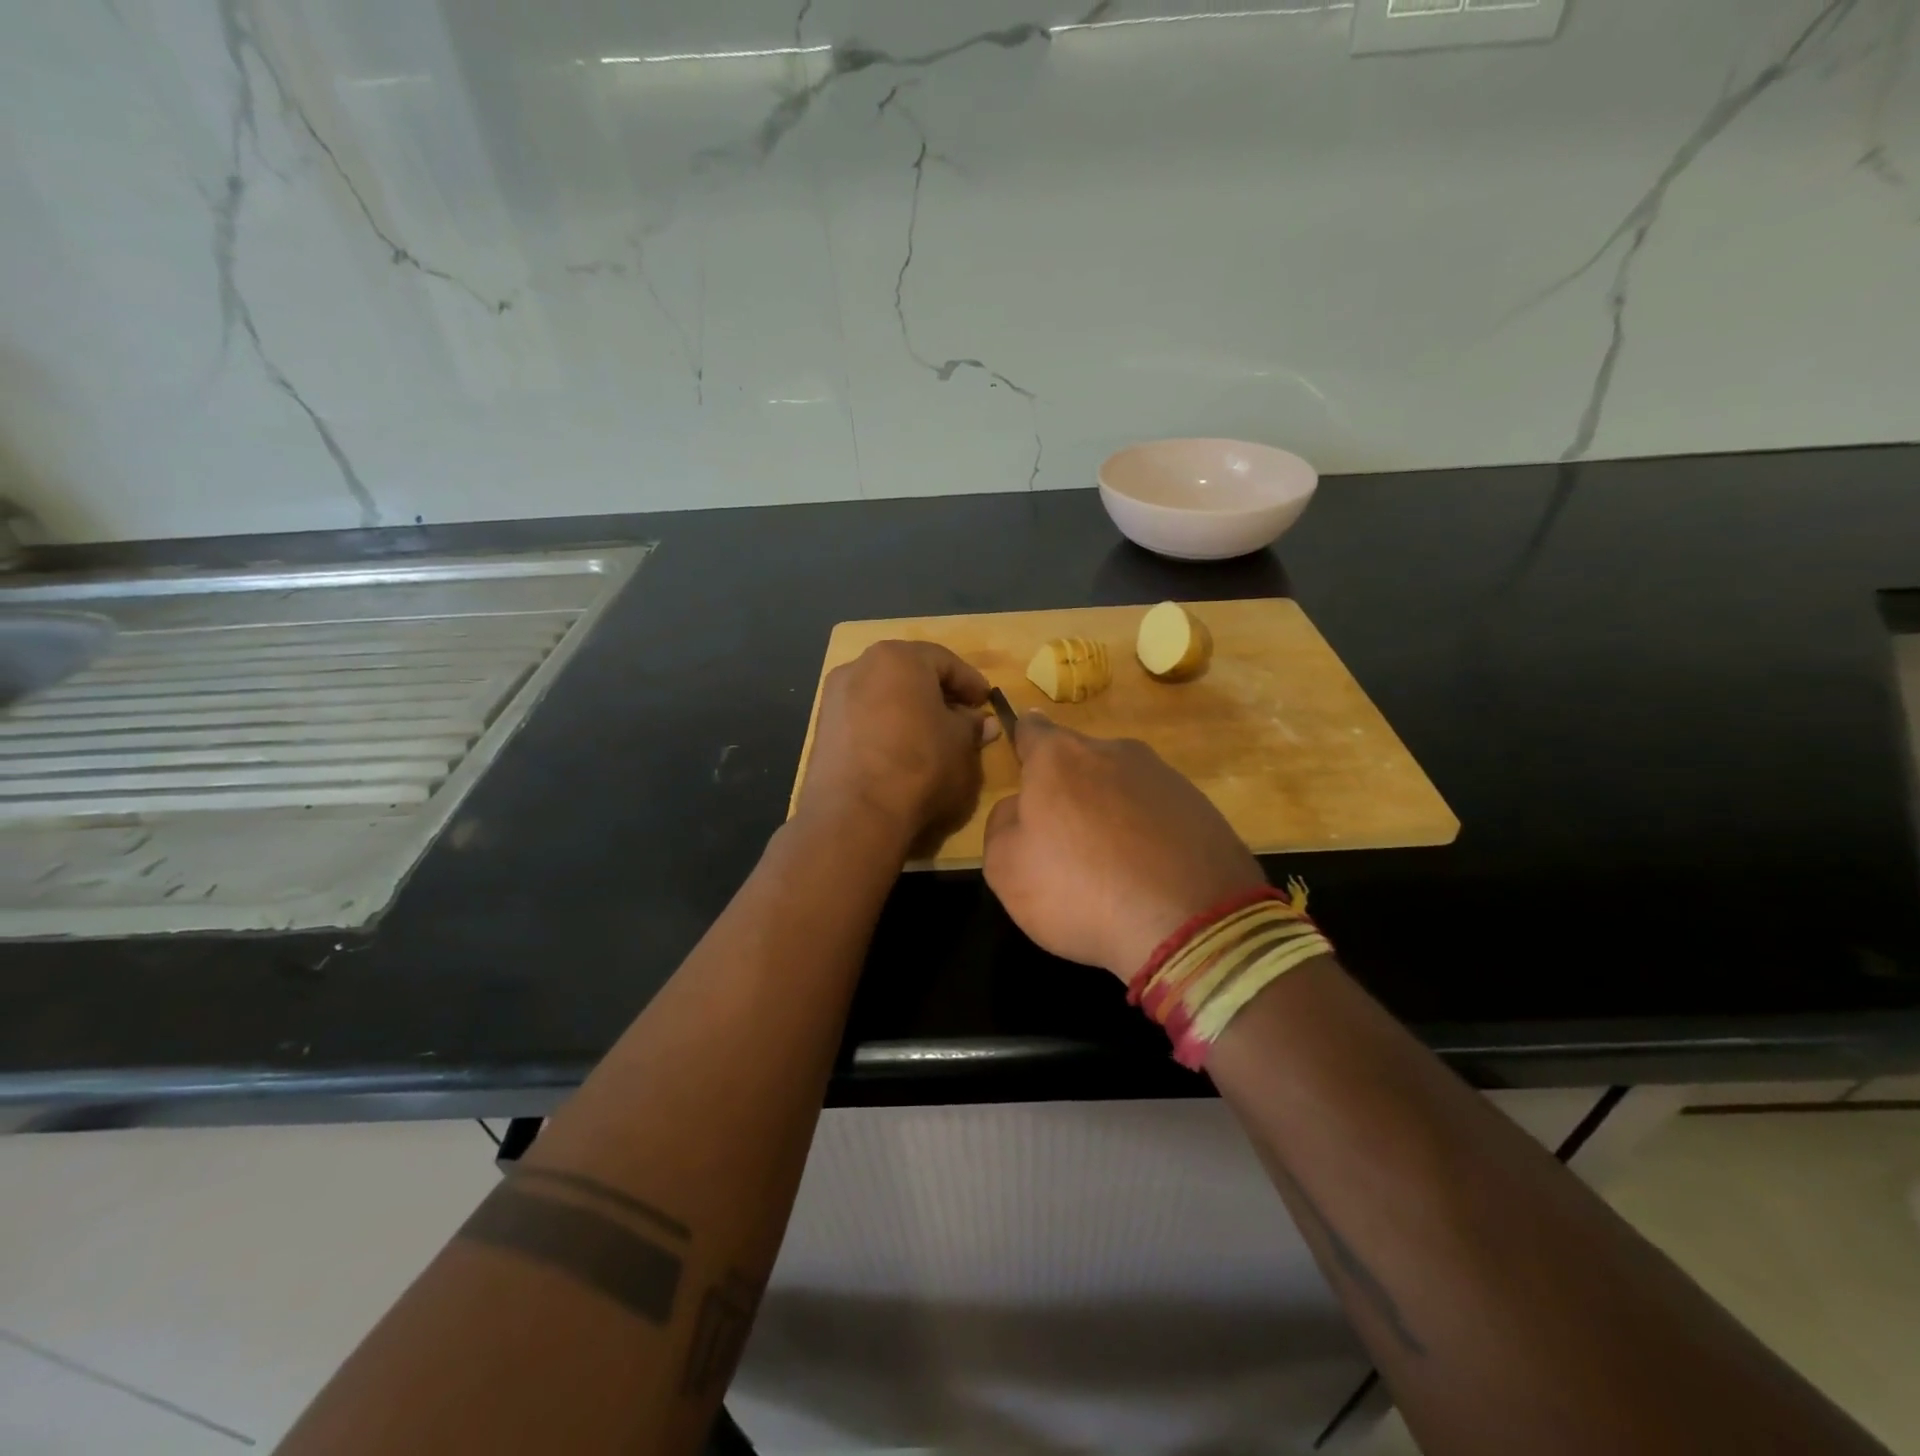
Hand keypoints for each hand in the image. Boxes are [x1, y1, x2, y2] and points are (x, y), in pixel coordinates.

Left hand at [795, 640, 995, 854]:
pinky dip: (885, 725)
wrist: (855, 814)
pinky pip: (863, 717)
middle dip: (937, 692)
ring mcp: (834, 696)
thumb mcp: (961, 745)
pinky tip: (900, 749)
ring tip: (931, 735)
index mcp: (899, 658)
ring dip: (909, 709)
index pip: (944, 661)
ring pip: (883, 694)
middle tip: (961, 716)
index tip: (986, 701)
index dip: (970, 682)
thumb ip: (972, 727)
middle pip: (908, 672)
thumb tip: (982, 723)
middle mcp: (860, 665)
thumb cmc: (920, 766)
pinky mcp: (822, 727)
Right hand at [982, 716, 1265, 979]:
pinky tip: (1146, 872)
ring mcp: (1163, 775)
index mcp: (1060, 756)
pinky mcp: (1200, 805)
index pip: (1032, 729)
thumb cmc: (1079, 890)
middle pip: (1078, 760)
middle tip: (1063, 837)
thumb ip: (1001, 824)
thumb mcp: (1005, 868)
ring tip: (1110, 862)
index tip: (1023, 762)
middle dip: (1068, 787)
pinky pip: (1156, 810)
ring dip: (1109, 809)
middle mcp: (1114, 751)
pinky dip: (1146, 830)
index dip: (1023, 742)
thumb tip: (1018, 807)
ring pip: (1120, 784)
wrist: (1189, 924)